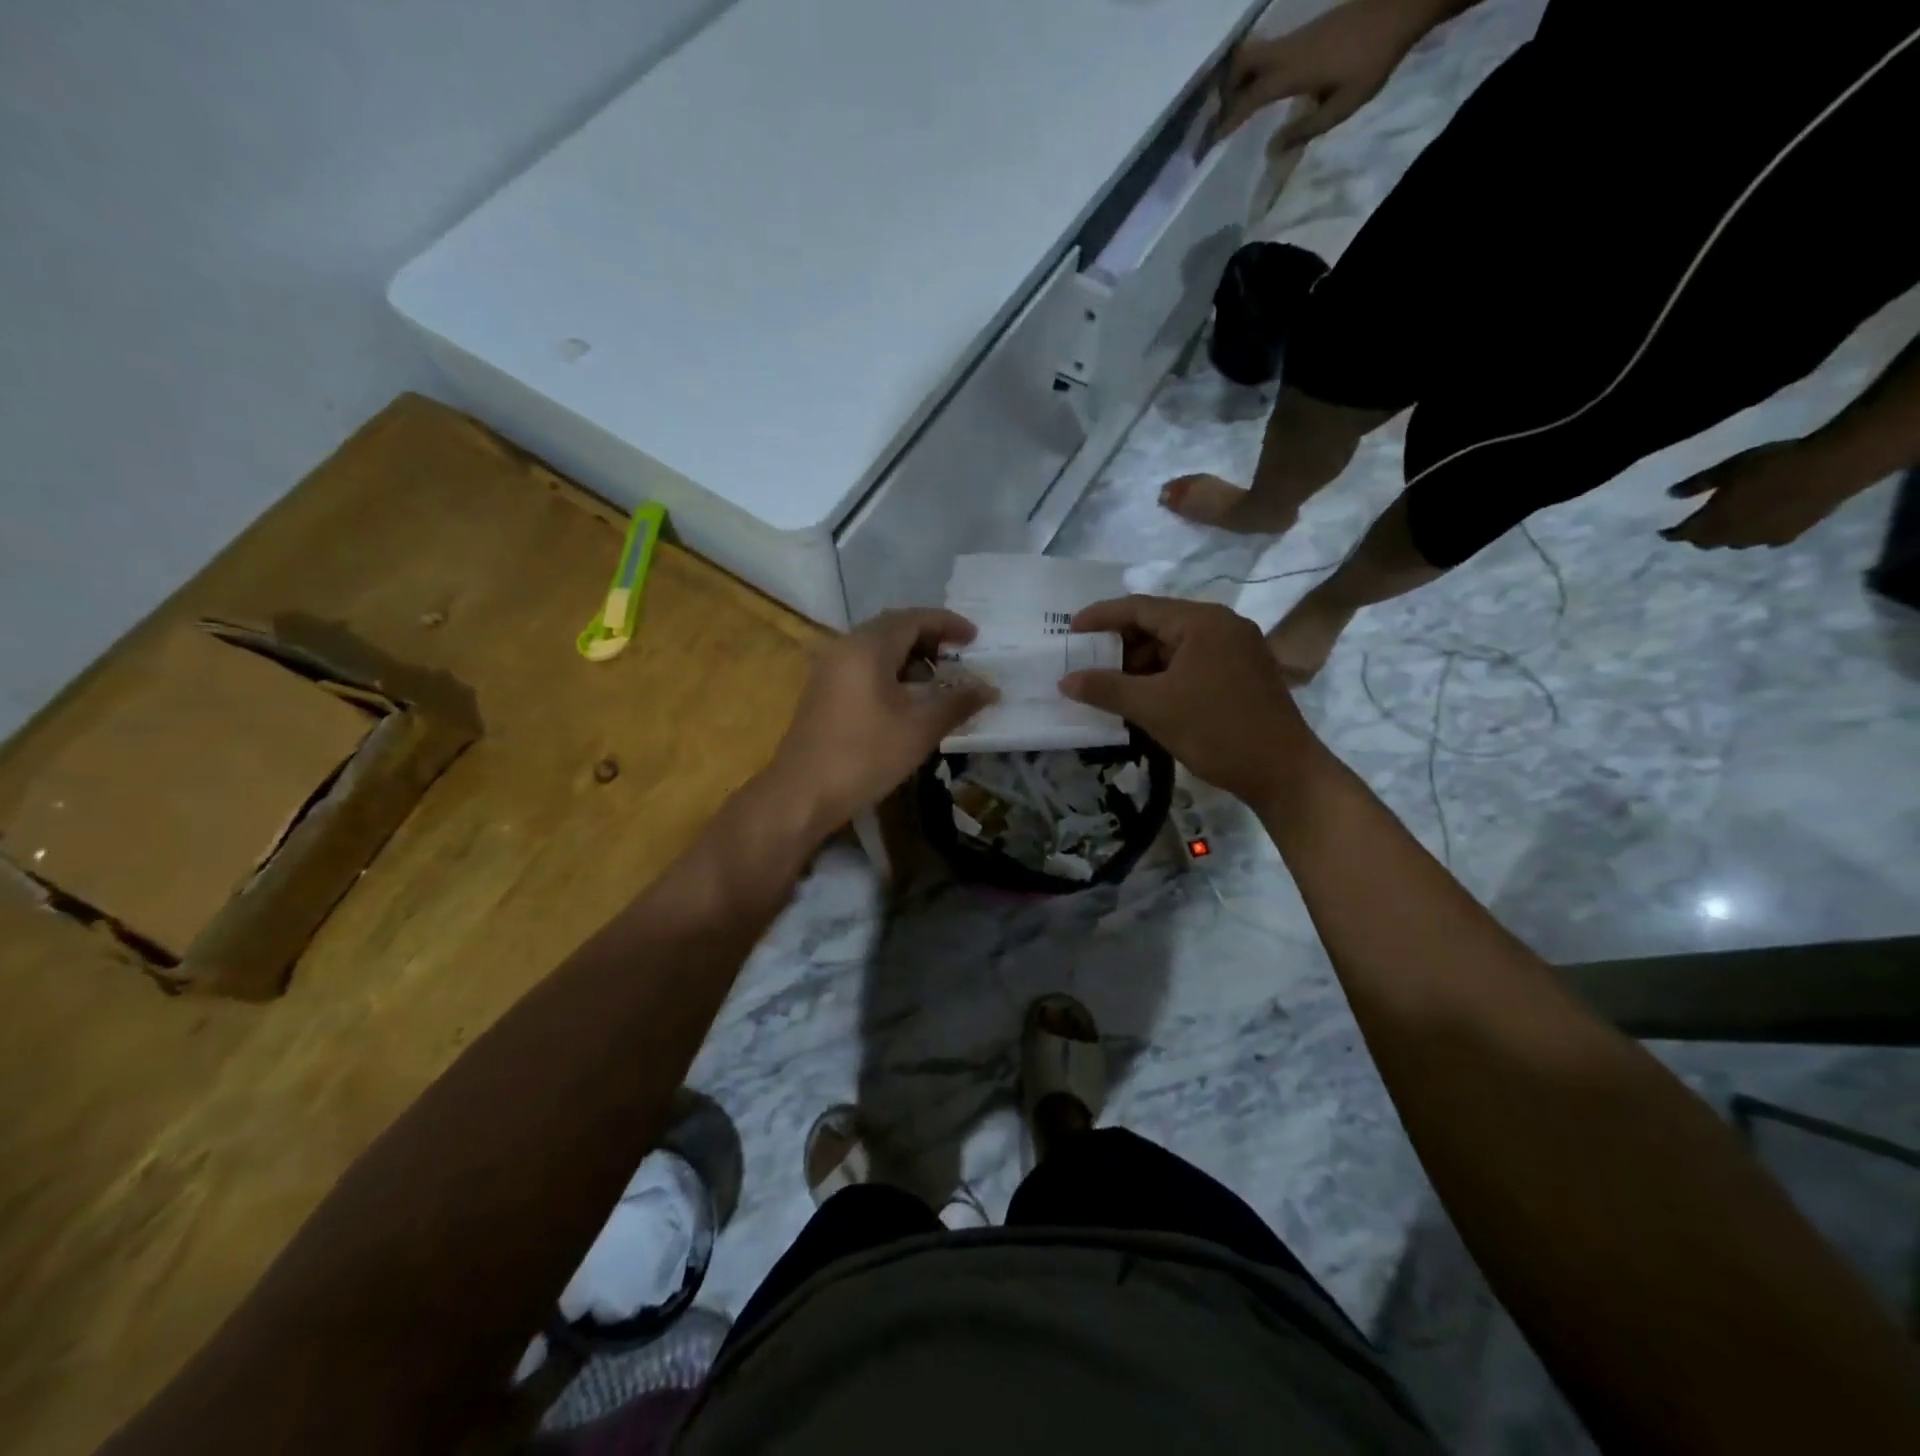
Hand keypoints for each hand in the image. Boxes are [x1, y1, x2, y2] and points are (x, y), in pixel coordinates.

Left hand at [766, 609, 995, 835]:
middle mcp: (845, 647)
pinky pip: (864, 665)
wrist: (802, 793)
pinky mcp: (824, 690)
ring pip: (877, 648)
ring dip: (911, 656)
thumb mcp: (920, 729)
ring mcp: (830, 669)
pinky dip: (891, 671)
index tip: (975, 638)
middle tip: (960, 657)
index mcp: (868, 647)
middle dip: (930, 638)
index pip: (913, 618)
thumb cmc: (864, 756)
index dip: (948, 623)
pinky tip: (907, 698)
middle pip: (893, 628)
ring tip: (939, 680)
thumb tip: (990, 688)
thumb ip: (957, 703)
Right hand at [1058, 596, 1317, 804]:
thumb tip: (1065, 680)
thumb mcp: (1153, 708)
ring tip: (1111, 687)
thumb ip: (1106, 689)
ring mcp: (1237, 649)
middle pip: (1159, 624)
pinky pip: (1192, 664)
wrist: (1283, 773)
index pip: (1141, 607)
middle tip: (1087, 664)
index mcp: (1203, 622)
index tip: (1070, 631)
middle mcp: (1222, 625)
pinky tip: (1145, 698)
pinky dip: (1164, 677)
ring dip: (1141, 665)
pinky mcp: (1242, 674)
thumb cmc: (1217, 731)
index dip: (1101, 617)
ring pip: (1175, 647)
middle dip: (1120, 645)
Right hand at [1217, 0, 1438, 144]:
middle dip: (1225, 89)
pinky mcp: (1305, 32)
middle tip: (1219, 116)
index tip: (1213, 139)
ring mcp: (1296, 37)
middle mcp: (1287, 51)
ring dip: (1238, 77)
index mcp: (1293, 72)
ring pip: (1253, 53)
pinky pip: (1268, 50)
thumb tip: (1271, 151)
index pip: (1250, 98)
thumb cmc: (1372, 61)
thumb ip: (1304, 130)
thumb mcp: (1341, 107)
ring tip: (1235, 105)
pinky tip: (1260, 87)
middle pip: (1242, 62)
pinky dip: (1255, 69)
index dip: (1229, 119)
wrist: (1401, 7)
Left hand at [1661, 440, 1859, 549]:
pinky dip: (1757, 537)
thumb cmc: (1771, 465)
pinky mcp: (1792, 534)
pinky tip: (1760, 531)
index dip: (1671, 534)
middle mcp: (1733, 536)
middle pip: (1708, 542)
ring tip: (1725, 529)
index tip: (1663, 533)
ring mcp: (1763, 538)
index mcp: (1712, 522)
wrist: (1832, 467)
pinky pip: (1766, 541)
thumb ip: (1697, 484)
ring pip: (1736, 544)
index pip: (1684, 534)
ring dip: (1727, 538)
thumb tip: (1670, 495)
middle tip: (1694, 529)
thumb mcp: (1727, 470)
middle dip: (1698, 536)